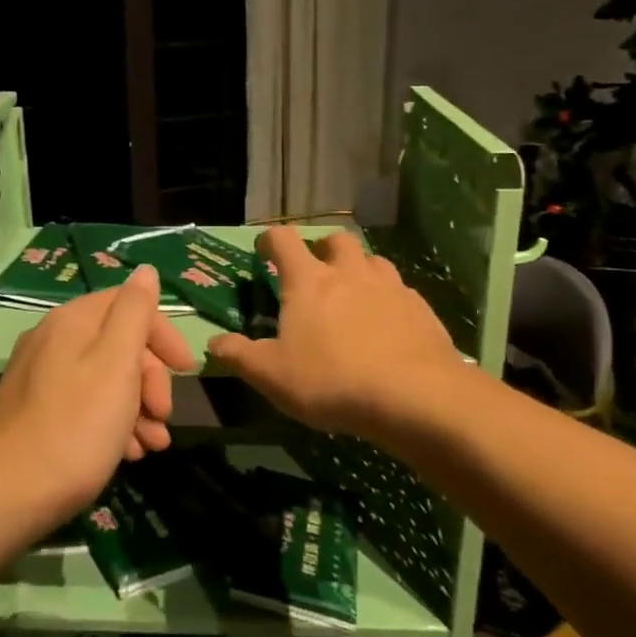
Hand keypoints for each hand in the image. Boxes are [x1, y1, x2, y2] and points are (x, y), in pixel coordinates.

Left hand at [0, 266, 192, 540]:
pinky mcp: (35, 414)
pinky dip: (111, 424)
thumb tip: (146, 271)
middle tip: (164, 417)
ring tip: (153, 447)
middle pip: (118, 343)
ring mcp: (40, 378)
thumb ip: (134, 313)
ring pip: (105, 379)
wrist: (1, 499)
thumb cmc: (72, 429)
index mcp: (72, 322)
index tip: (187, 371)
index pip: (129, 304)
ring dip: (137, 408)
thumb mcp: (115, 365)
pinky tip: (126, 456)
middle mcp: (53, 341)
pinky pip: (85, 406)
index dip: (163, 334)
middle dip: (151, 379)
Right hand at [206, 227, 466, 443]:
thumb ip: (240, 355)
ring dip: (359, 269)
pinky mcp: (420, 308)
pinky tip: (386, 324)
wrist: (414, 396)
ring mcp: (390, 287)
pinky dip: (388, 298)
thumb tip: (214, 342)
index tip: (264, 250)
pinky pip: (400, 290)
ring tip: (353, 294)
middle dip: (322, 248)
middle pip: (335, 240)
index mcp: (308, 281)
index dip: (270, 239)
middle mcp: (349, 272)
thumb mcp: (272, 375)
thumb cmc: (331, 380)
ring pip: (372, 260)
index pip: (284, 240)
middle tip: (315, 272)